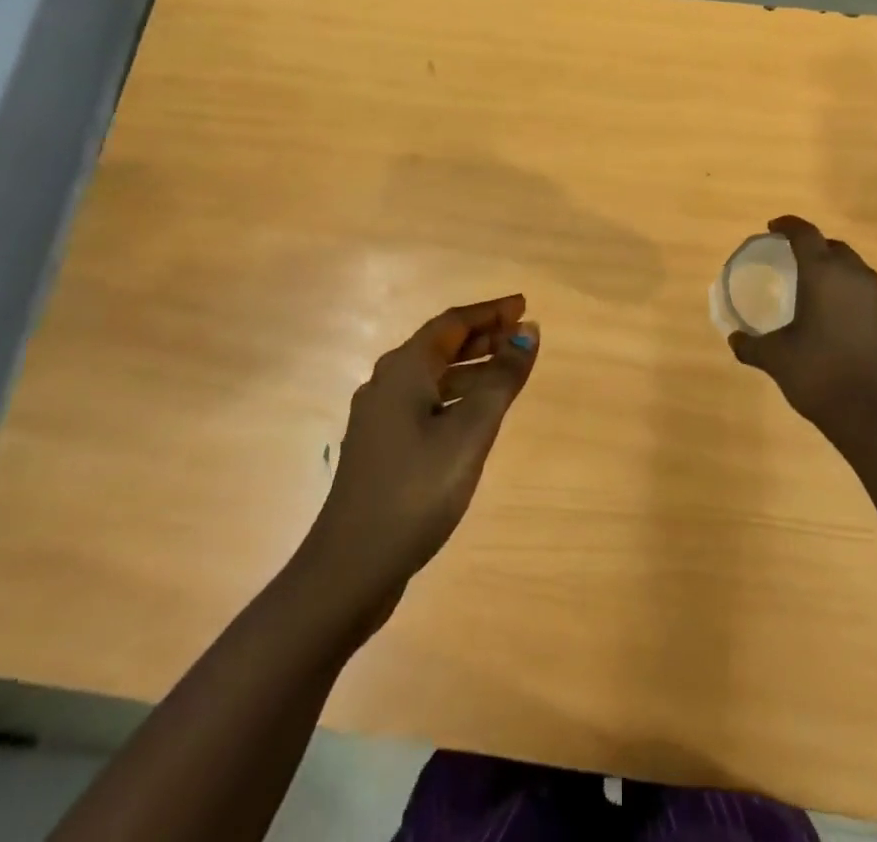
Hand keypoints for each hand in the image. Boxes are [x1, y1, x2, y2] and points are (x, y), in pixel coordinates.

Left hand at [307, 296, 540, 610]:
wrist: (349, 569)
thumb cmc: (415, 491)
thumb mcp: (470, 432)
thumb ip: (501, 380)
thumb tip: (527, 332)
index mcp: (403, 370)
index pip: (452, 323)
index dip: (490, 312)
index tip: (523, 306)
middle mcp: (386, 384)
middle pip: (439, 346)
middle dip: (482, 337)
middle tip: (521, 335)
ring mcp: (379, 419)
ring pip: (432, 377)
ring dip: (470, 368)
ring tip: (508, 373)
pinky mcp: (380, 449)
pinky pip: (424, 404)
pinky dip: (455, 397)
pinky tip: (474, 418)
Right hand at [729, 216, 876, 440]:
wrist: (869, 412)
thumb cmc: (816, 374)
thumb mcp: (774, 357)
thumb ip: (750, 344)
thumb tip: (735, 339)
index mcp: (822, 273)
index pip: (805, 234)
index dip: (787, 225)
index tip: (772, 228)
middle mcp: (853, 274)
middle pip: (832, 245)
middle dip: (811, 245)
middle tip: (791, 256)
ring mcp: (876, 294)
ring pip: (853, 265)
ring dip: (833, 265)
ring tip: (814, 281)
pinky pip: (865, 287)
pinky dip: (849, 287)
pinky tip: (837, 308)